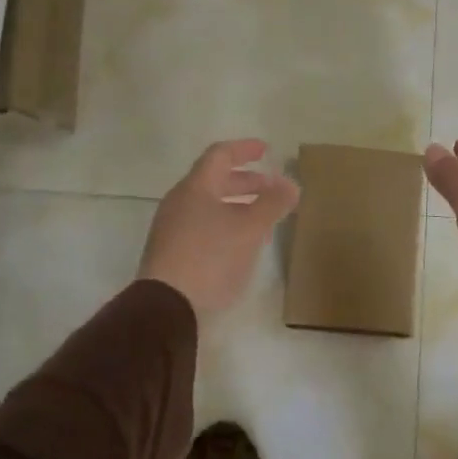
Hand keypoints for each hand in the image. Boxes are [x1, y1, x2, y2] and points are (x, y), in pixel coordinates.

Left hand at [138, 140, 299, 319]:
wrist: (167, 309)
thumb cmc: (210, 258)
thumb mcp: (250, 228)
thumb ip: (272, 203)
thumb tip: (291, 184)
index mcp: (195, 188)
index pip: (220, 155)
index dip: (244, 149)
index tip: (266, 150)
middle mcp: (180, 203)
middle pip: (214, 181)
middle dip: (247, 182)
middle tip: (273, 189)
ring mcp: (172, 230)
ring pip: (210, 206)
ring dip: (238, 206)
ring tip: (263, 218)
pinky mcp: (172, 255)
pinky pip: (203, 228)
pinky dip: (227, 226)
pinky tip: (243, 244)